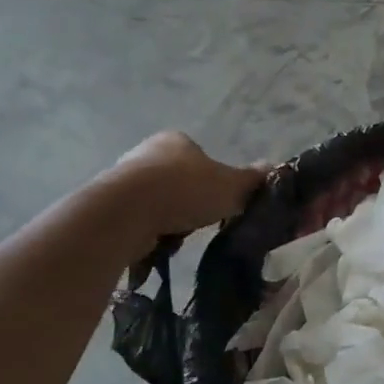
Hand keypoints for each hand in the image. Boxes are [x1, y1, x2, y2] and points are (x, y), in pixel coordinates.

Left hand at [109, 132, 267, 238]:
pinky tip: (157, 244)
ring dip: (170, 220)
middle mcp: (146, 152)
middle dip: (190, 202)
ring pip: (158, 202)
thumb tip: (275, 168)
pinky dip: (150, 232)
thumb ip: (252, 180)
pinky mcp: (108, 205)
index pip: (200, 157)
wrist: (127, 211)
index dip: (213, 180)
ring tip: (179, 237)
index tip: (219, 202)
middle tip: (201, 221)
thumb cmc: (185, 190)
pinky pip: (138, 220)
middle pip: (178, 180)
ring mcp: (123, 178)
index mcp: (176, 140)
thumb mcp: (231, 186)